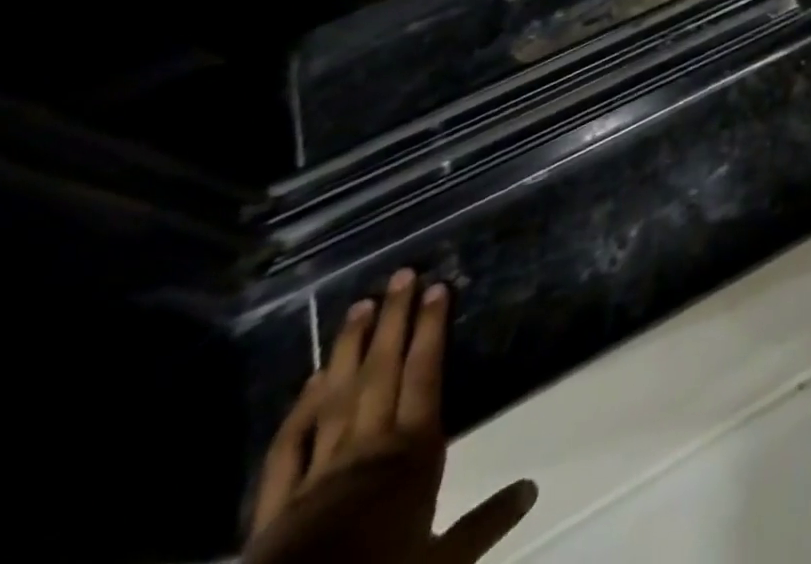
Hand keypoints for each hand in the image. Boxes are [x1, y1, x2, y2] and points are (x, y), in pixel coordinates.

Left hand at [247, 269, 536, 563]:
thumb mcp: (443, 561)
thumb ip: (485, 521)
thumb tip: (533, 488)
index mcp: (412, 452)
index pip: (425, 375)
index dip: (432, 329)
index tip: (438, 287)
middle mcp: (369, 446)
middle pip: (383, 372)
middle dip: (395, 320)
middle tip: (402, 274)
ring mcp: (319, 470)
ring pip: (338, 396)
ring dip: (350, 349)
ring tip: (360, 306)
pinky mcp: (277, 502)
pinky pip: (289, 445)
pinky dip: (301, 409)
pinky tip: (310, 382)